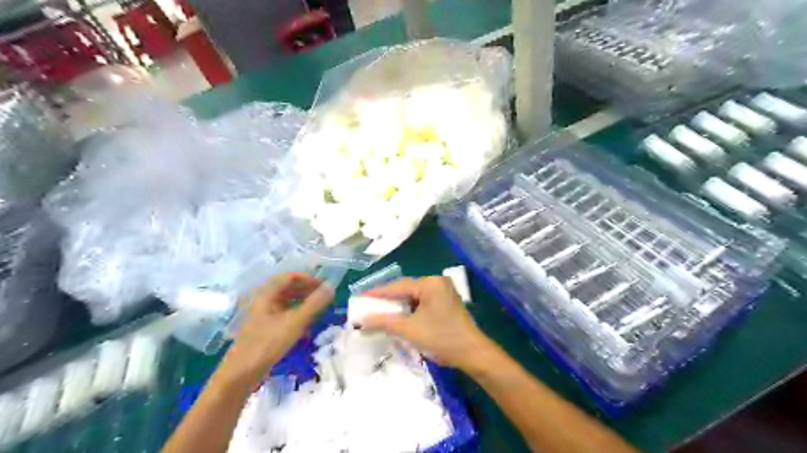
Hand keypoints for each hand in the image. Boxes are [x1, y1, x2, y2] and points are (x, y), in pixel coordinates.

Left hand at [219, 273, 333, 381]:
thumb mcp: (295, 321)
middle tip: (325, 297)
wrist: (241, 374)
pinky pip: (284, 316)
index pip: (289, 277)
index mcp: (267, 295)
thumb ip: (314, 303)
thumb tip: (331, 286)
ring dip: (303, 303)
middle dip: (307, 290)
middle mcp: (264, 302)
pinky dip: (297, 316)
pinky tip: (307, 327)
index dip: (308, 279)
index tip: (324, 285)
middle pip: (287, 289)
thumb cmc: (268, 343)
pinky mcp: (264, 331)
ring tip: (319, 310)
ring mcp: (263, 317)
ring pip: (286, 303)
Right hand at [363, 276, 494, 371]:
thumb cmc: (441, 338)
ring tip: (379, 312)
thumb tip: (361, 320)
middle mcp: (437, 282)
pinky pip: (422, 303)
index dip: (377, 293)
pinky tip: (398, 317)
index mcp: (430, 283)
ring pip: (413, 297)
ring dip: (398, 306)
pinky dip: (409, 310)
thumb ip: (384, 321)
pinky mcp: (446, 303)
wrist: (472, 354)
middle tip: (367, 306)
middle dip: (387, 300)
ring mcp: (443, 292)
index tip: (359, 298)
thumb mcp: (409, 329)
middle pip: (405, 289)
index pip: (398, 286)